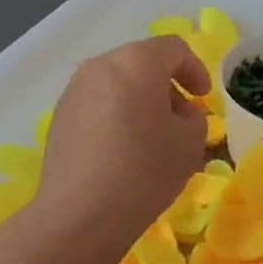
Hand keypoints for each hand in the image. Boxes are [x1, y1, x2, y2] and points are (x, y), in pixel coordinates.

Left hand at [25, 36, 210, 262]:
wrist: (80, 215)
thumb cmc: (144, 170)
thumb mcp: (190, 143)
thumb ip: (194, 117)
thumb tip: (180, 112)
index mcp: (137, 61)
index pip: (173, 48)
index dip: (195, 69)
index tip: (203, 97)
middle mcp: (102, 64)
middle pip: (141, 62)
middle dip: (166, 84)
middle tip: (180, 117)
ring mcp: (75, 89)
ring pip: (116, 81)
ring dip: (138, 99)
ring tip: (150, 136)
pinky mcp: (59, 115)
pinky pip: (96, 102)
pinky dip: (114, 114)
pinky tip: (121, 149)